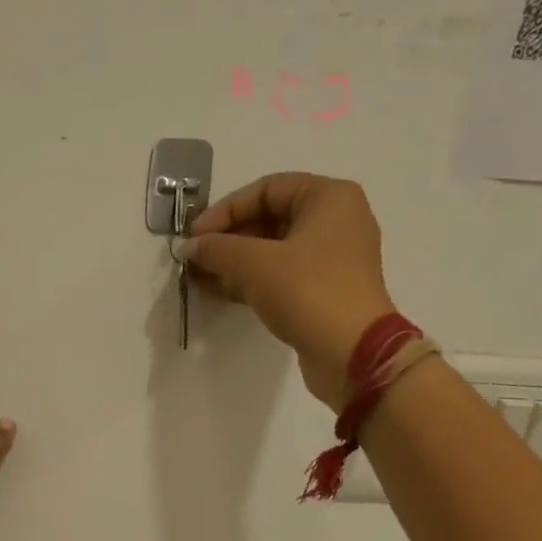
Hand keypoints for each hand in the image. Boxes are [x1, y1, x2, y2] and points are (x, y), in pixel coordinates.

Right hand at [186, 172, 395, 410]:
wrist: (350, 351)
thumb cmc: (307, 291)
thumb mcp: (254, 264)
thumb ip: (218, 248)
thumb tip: (191, 247)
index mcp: (329, 198)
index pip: (267, 189)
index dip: (226, 210)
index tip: (195, 235)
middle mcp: (336, 221)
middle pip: (270, 218)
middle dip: (228, 238)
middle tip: (196, 258)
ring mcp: (332, 258)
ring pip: (273, 250)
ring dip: (234, 261)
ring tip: (199, 276)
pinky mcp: (324, 290)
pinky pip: (281, 275)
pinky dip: (251, 280)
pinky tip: (219, 290)